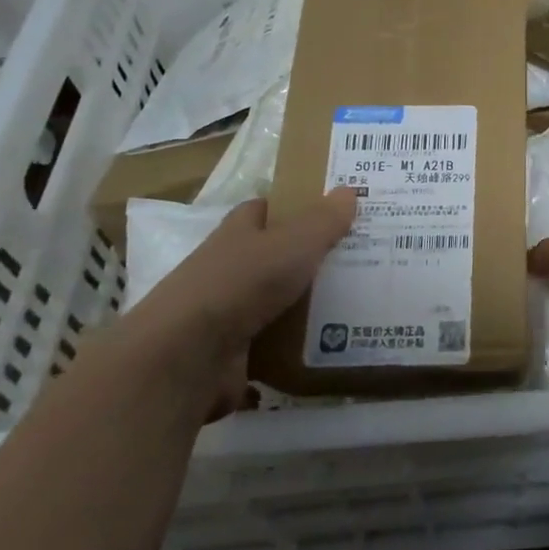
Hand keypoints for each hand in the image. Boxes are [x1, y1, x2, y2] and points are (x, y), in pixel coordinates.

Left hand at [121, 188, 358, 384]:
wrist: (185, 359)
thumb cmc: (241, 283)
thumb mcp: (294, 242)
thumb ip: (324, 220)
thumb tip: (349, 190)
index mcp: (239, 232)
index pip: (267, 209)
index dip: (297, 206)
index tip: (335, 210)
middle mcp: (231, 267)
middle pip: (277, 255)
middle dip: (312, 257)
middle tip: (363, 257)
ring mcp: (229, 313)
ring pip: (279, 301)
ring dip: (309, 304)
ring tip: (361, 302)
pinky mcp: (233, 355)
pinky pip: (276, 344)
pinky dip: (299, 346)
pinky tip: (335, 345)